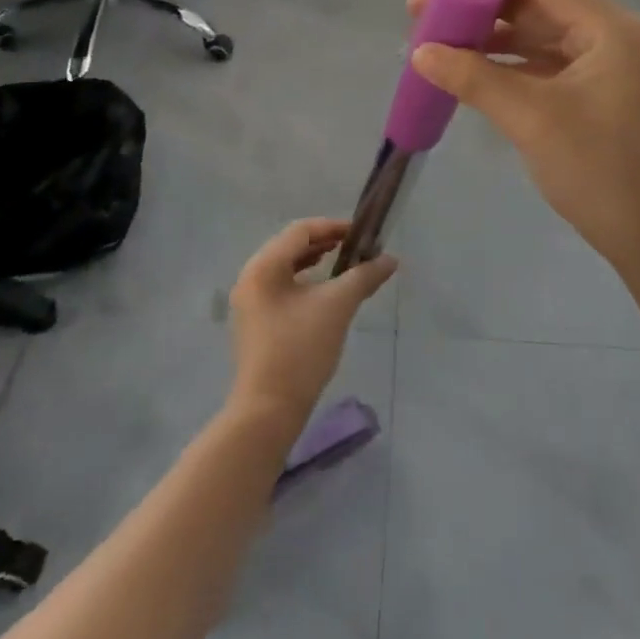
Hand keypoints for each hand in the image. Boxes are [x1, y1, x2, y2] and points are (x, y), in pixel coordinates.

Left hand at [227, 219, 397, 425]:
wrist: (268, 410)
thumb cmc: (301, 350)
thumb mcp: (337, 307)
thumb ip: (364, 277)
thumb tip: (390, 259)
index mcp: (264, 266)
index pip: (301, 231)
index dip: (333, 227)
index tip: (361, 234)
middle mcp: (250, 277)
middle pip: (291, 246)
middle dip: (325, 243)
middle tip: (356, 248)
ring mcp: (249, 301)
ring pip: (285, 267)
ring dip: (315, 261)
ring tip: (343, 266)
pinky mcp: (254, 321)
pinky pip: (281, 286)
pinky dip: (304, 281)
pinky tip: (323, 293)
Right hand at [409, 0, 639, 271]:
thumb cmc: (599, 170)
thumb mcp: (530, 118)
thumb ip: (474, 77)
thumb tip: (420, 52)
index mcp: (606, 27)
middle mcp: (610, 35)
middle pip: (536, 4)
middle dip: (480, 6)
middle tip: (424, 11)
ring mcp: (606, 65)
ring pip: (538, 36)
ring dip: (491, 37)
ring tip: (438, 40)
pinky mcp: (597, 93)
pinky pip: (545, 64)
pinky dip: (509, 64)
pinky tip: (471, 69)